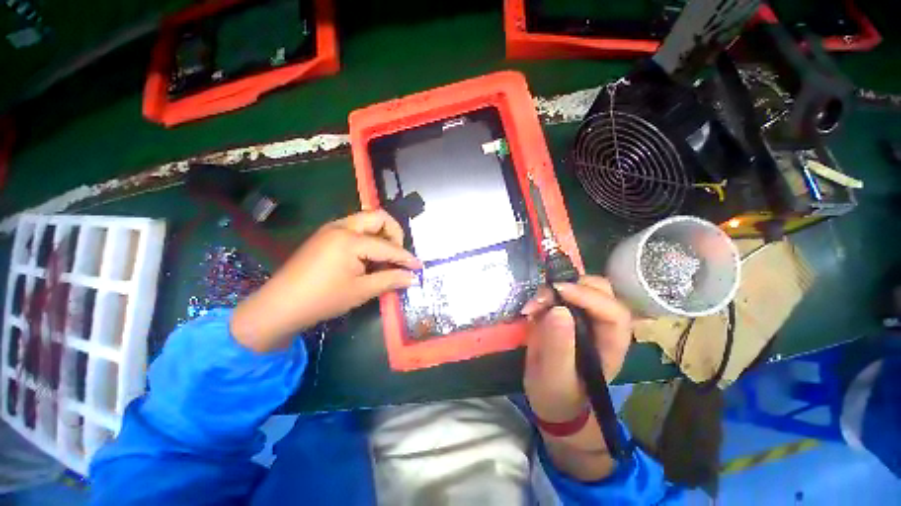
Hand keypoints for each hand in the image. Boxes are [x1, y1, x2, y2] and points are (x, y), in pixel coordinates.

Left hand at [230, 210, 421, 351]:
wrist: (279, 306)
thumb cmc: (322, 299)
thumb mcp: (361, 291)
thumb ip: (390, 280)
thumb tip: (412, 277)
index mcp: (350, 240)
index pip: (388, 246)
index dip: (406, 258)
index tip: (419, 267)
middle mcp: (341, 227)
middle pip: (378, 217)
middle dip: (394, 234)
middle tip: (397, 255)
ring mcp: (331, 229)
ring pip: (366, 220)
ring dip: (381, 235)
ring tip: (384, 257)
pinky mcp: (325, 236)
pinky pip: (354, 229)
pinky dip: (368, 238)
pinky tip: (367, 258)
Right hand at [521, 276, 631, 479]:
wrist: (548, 397)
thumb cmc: (557, 394)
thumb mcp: (555, 376)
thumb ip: (559, 346)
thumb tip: (558, 309)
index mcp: (612, 343)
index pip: (613, 312)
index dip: (588, 296)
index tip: (558, 291)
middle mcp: (603, 324)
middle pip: (600, 290)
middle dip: (571, 286)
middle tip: (543, 296)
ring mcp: (584, 316)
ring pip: (579, 286)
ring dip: (553, 289)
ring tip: (533, 305)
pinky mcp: (566, 312)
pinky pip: (559, 292)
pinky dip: (544, 294)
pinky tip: (531, 308)